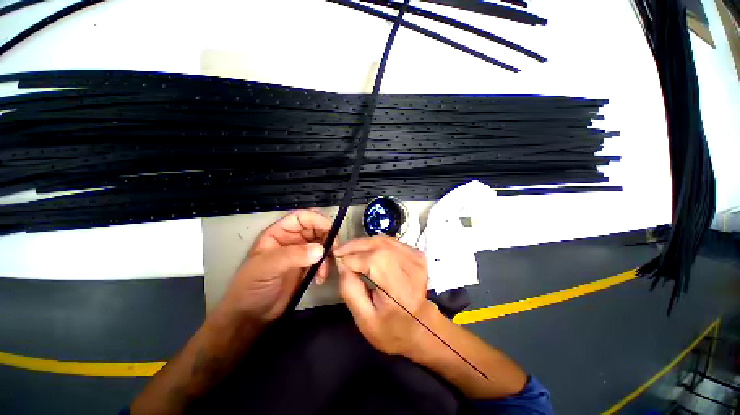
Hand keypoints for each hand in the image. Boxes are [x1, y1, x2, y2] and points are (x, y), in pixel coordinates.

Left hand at [217, 210, 332, 323]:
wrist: (252, 316)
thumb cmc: (252, 286)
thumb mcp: (267, 267)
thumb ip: (293, 256)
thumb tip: (321, 249)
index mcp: (279, 233)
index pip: (302, 217)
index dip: (317, 219)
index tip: (331, 230)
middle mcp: (292, 239)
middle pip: (316, 229)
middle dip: (327, 238)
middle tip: (333, 251)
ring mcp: (301, 253)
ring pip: (322, 244)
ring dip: (327, 255)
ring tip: (323, 272)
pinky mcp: (307, 266)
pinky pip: (323, 259)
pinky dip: (326, 266)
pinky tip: (320, 279)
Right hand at [334, 235, 437, 356]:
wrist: (421, 327)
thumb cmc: (391, 330)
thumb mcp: (364, 320)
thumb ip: (350, 290)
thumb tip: (342, 263)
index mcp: (399, 290)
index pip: (371, 262)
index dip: (351, 259)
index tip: (336, 260)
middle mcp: (411, 269)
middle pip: (378, 246)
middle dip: (355, 246)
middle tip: (340, 251)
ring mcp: (417, 259)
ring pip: (384, 240)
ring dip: (364, 243)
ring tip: (350, 250)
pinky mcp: (417, 254)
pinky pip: (391, 241)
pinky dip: (375, 243)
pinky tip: (367, 251)